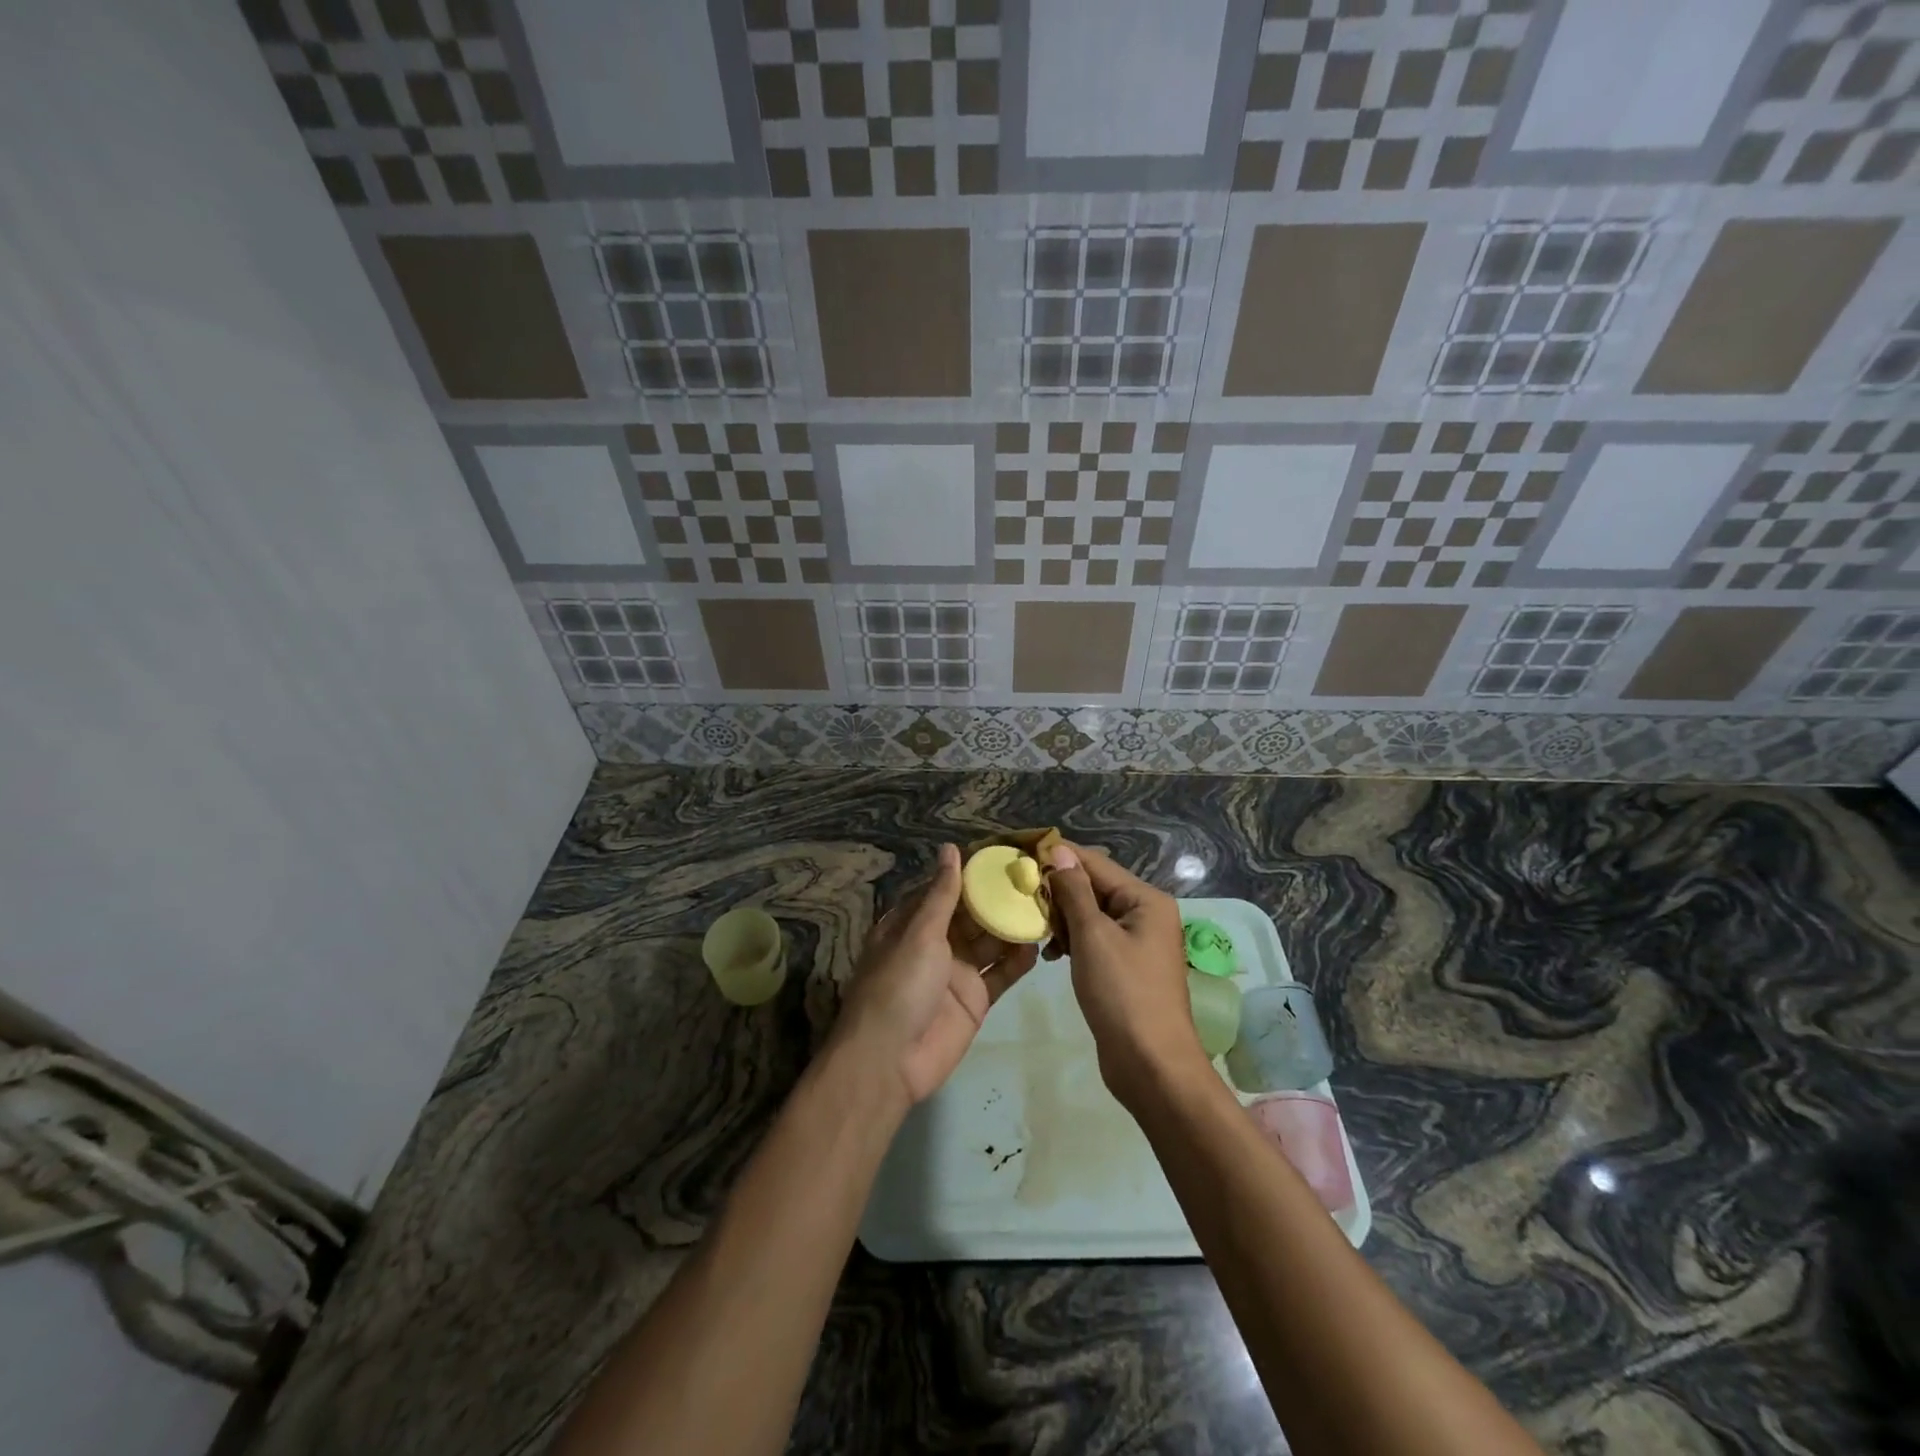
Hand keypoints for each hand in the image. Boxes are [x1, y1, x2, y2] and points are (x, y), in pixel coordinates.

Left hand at [832, 844, 1037, 1105]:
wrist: (890, 1061)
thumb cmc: (898, 985)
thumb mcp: (919, 933)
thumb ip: (942, 894)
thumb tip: (950, 849)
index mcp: (911, 924)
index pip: (945, 890)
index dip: (971, 874)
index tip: (1004, 855)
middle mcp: (934, 944)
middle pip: (971, 915)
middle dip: (999, 898)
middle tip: (1036, 876)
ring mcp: (956, 972)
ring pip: (989, 942)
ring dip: (1012, 926)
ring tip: (1045, 904)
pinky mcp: (975, 999)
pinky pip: (1000, 974)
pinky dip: (1017, 960)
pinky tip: (1038, 944)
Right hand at [1046, 843, 1205, 1101]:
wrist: (1151, 1065)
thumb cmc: (1122, 994)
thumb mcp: (1093, 937)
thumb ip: (1074, 892)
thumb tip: (1059, 851)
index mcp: (1146, 900)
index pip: (1096, 864)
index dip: (1059, 857)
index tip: (1021, 853)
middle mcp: (1146, 914)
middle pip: (1095, 887)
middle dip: (1059, 890)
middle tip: (1020, 894)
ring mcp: (1138, 942)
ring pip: (1092, 914)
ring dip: (1063, 917)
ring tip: (1034, 927)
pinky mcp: (1126, 967)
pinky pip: (1095, 939)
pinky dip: (1073, 941)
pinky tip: (1051, 953)